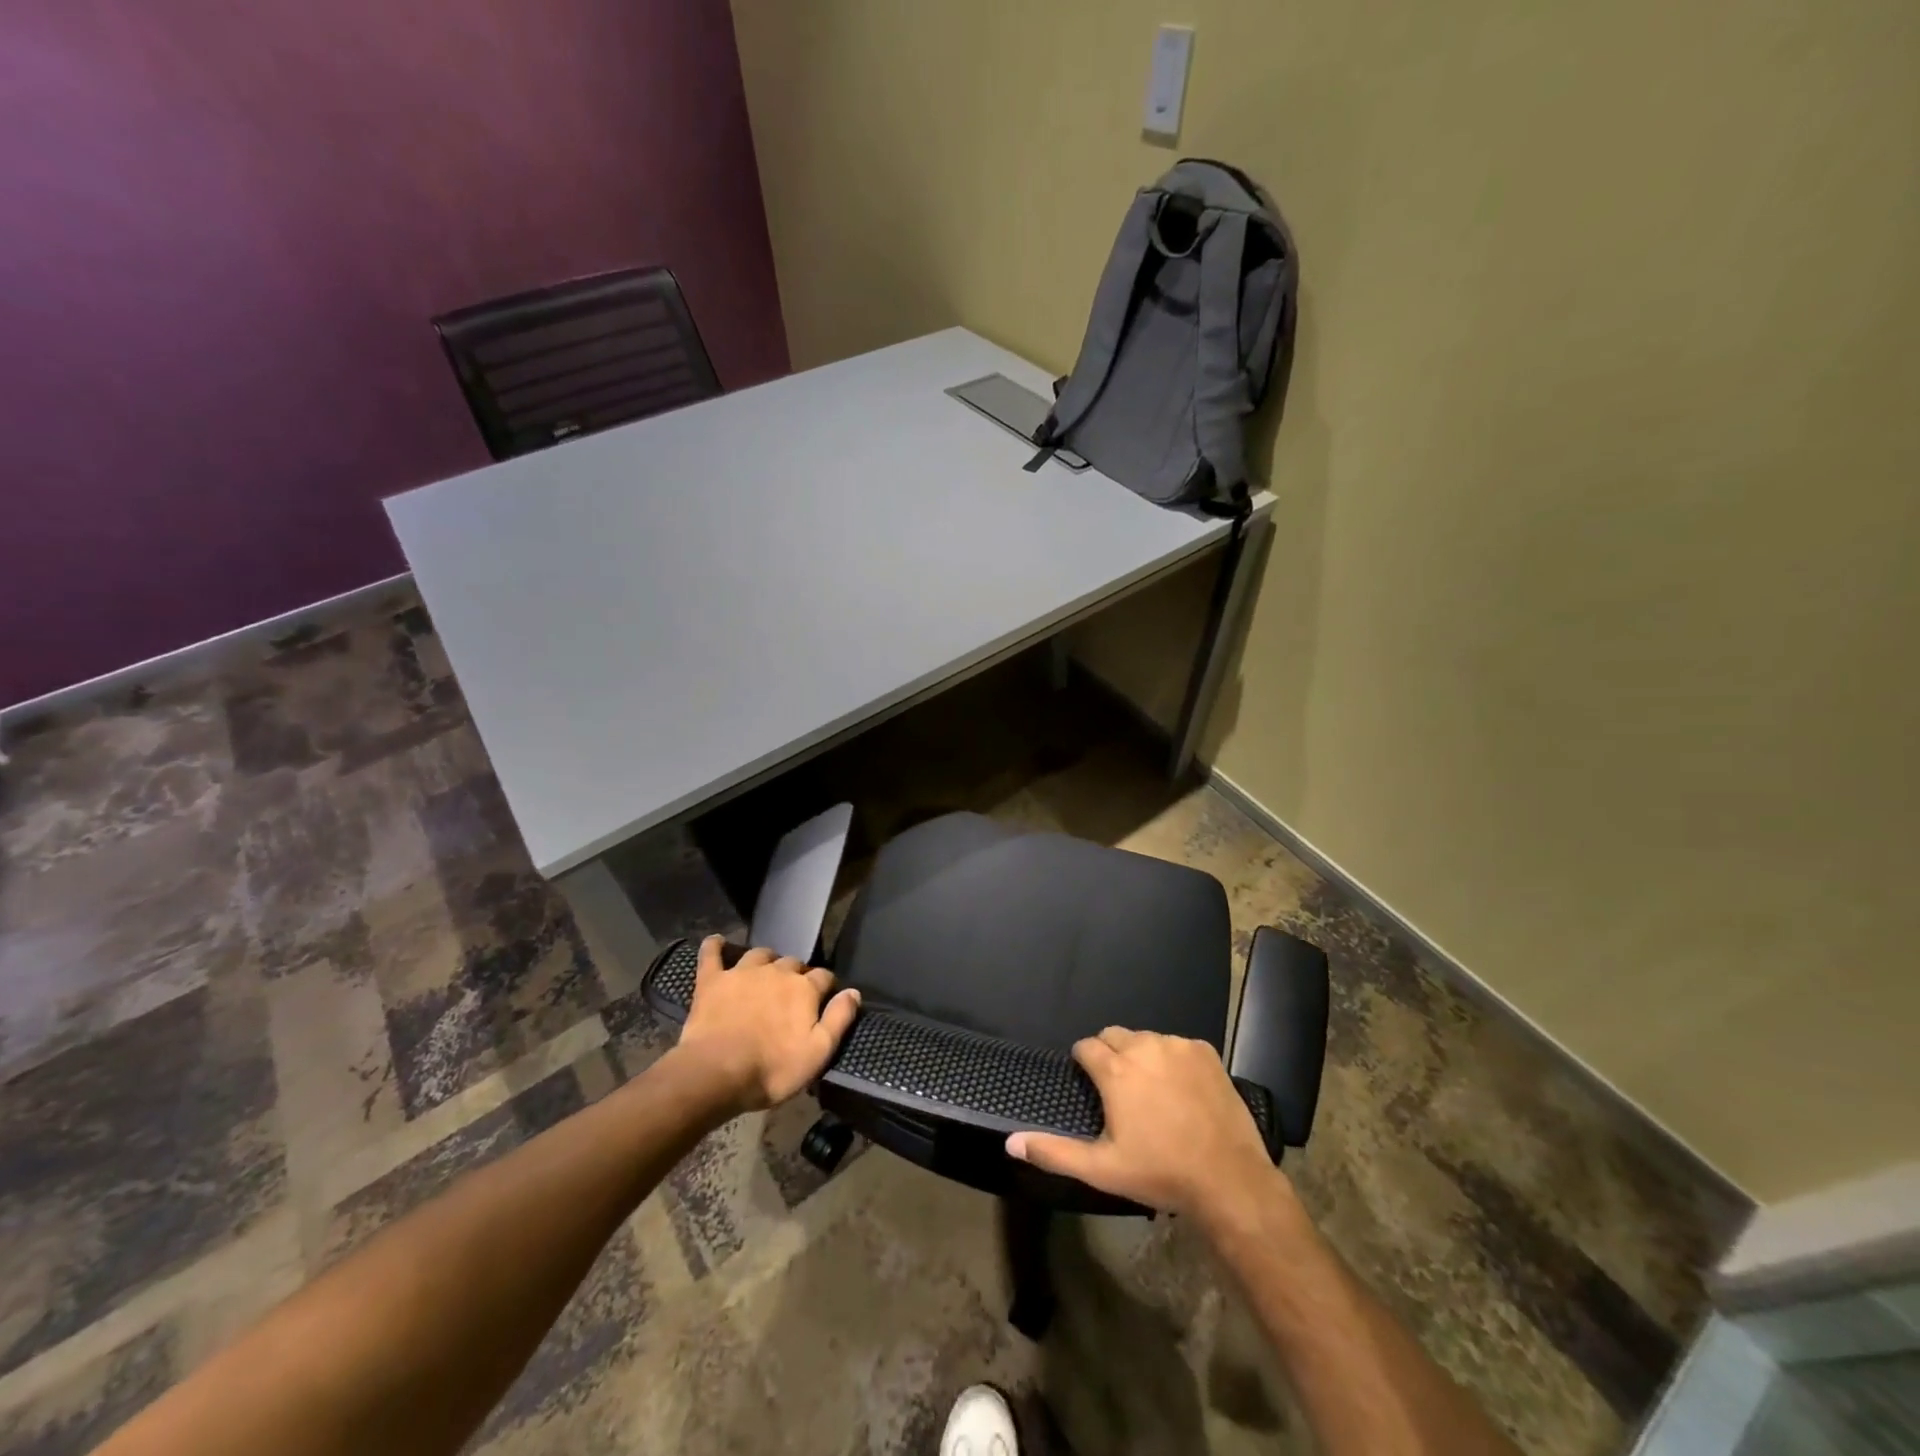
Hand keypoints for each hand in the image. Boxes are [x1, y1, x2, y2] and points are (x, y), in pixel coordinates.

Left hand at [673, 937, 860, 1115]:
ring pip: (759, 954)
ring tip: (764, 973)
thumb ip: (839, 1018)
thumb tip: (854, 992)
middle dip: (796, 974)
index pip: (824, 977)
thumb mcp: (818, 1052)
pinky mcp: (712, 980)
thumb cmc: (772, 1068)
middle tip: (792, 994)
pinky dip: (715, 945)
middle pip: (792, 963)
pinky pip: (712, 953)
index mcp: (803, 988)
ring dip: (765, 961)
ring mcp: (742, 972)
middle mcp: (776, 971)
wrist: (716, 1073)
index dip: (827, 986)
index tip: (825, 998)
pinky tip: (717, 941)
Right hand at [1005, 1027, 1279, 1223]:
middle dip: (1110, 1055)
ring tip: (1152, 1091)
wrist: (1228, 1179)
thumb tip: (1011, 1142)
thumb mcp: (1102, 1169)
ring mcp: (1177, 1046)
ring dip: (1141, 1056)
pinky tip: (1181, 1090)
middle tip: (1120, 1091)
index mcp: (1115, 1069)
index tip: (1092, 1086)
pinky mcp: (1205, 1051)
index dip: (1084, 1063)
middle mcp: (1143, 1046)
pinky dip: (1172, 1059)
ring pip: (1146, 1039)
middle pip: (1114, 1035)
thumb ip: (1054, 1151)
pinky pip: (1177, 1045)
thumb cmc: (1160, 1172)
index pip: (1086, 1046)